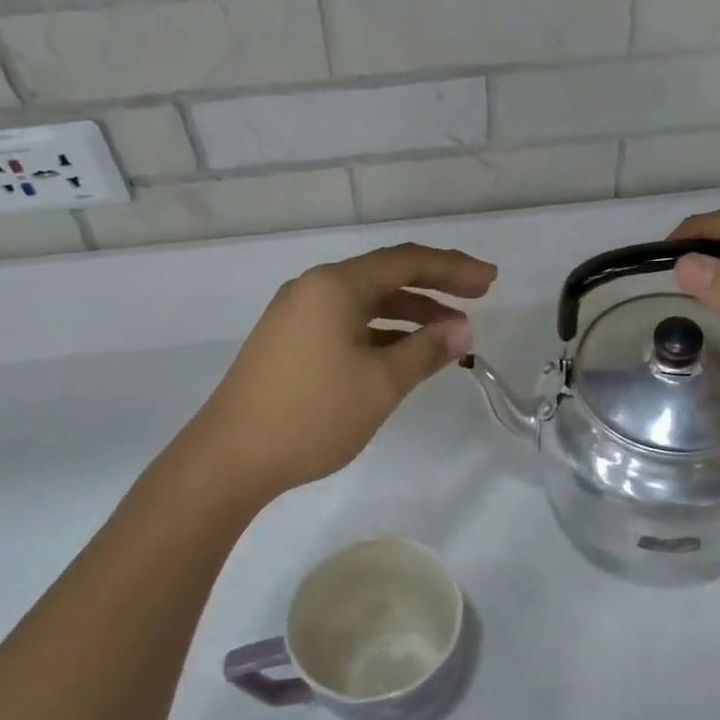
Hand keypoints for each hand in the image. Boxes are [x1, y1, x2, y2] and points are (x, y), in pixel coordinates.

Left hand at [184, 243, 496, 501]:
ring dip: (409, 314)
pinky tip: (403, 355)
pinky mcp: (289, 343)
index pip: (406, 261)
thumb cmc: (312, 414)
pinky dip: (380, 334)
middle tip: (478, 299)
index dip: (453, 267)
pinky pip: (346, 325)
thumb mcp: (381, 383)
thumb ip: (426, 351)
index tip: (490, 281)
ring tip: (449, 335)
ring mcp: (296, 316)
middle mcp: (314, 289)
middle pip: (385, 276)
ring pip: (365, 303)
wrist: (229, 458)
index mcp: (335, 286)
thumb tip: (462, 329)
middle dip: (435, 287)